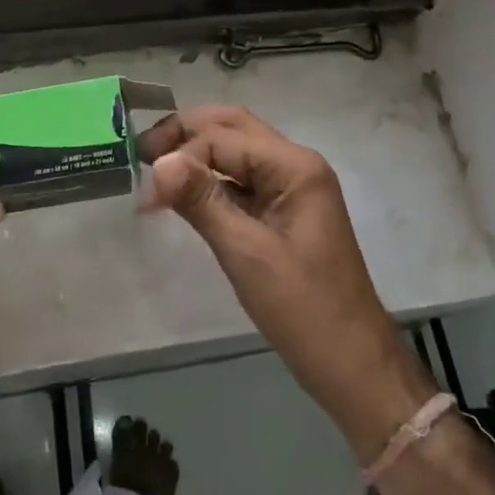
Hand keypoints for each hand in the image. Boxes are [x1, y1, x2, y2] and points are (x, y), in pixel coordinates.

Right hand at [139, 105, 437, 458]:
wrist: (353, 366)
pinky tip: (185, 193)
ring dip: (198, 154)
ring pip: (238, 151)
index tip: (144, 193)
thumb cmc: (303, 309)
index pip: (223, 138)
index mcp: (294, 166)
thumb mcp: (246, 253)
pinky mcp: (287, 211)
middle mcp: (296, 164)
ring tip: (155, 167)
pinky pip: (245, 180)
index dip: (180, 157)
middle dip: (186, 133)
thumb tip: (159, 162)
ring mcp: (294, 187)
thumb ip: (201, 201)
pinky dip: (212, 180)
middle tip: (141, 151)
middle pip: (233, 128)